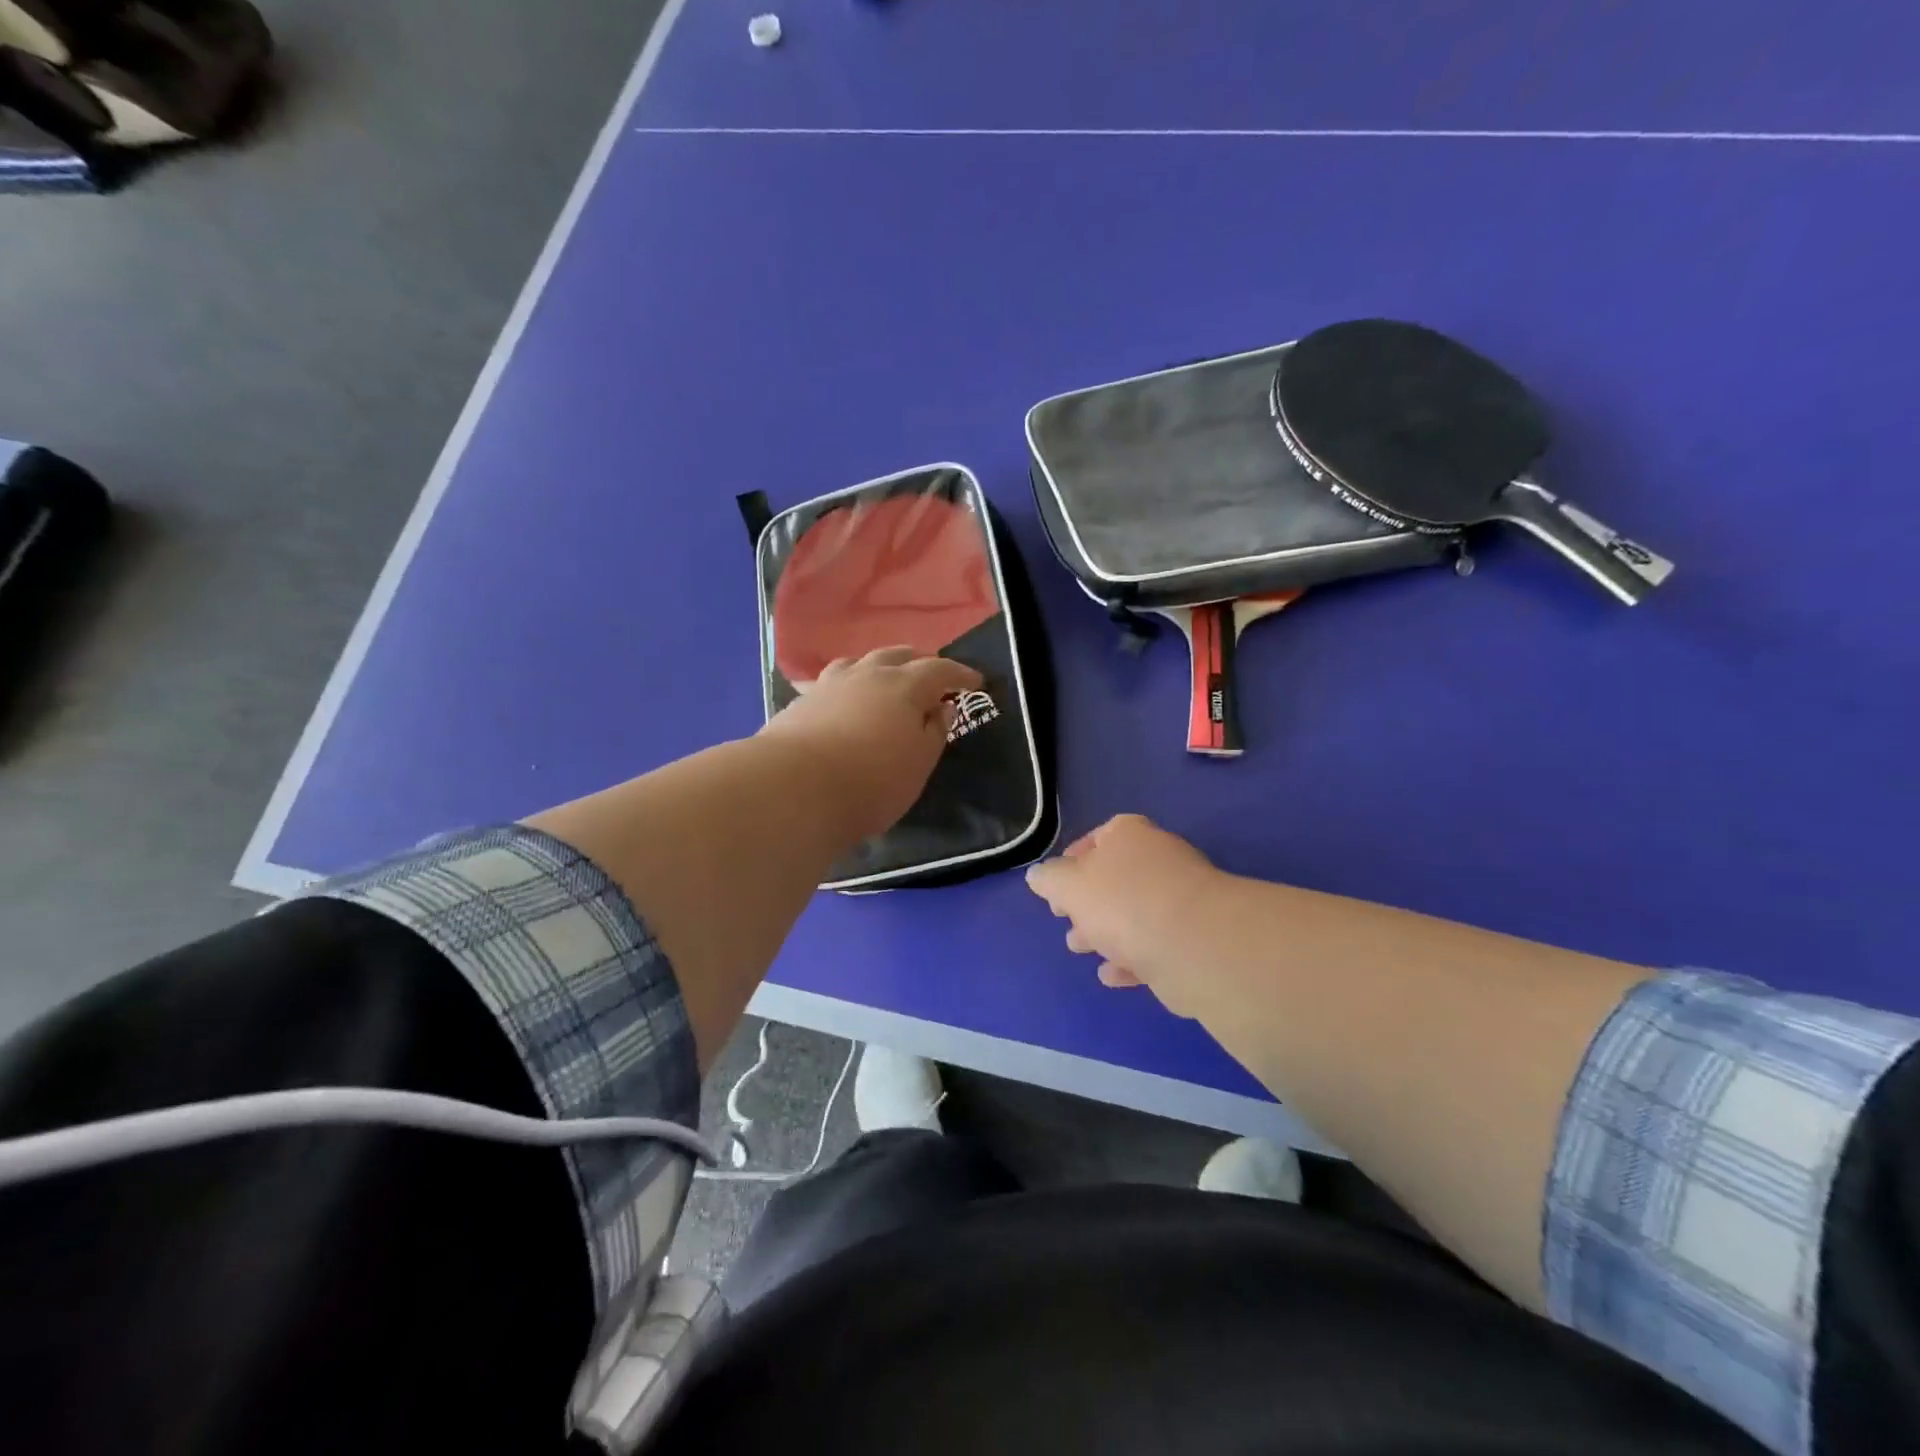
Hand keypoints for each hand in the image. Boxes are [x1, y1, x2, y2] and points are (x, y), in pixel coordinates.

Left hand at [759, 646, 981, 840]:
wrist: (795, 788)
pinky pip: (832, 682)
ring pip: (859, 662)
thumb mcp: (918, 763)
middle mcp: (867, 674)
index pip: (940, 670)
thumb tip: (942, 706)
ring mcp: (829, 684)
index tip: (975, 682)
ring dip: (878, 667)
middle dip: (918, 662)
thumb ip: (934, 732)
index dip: (959, 674)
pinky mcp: (801, 702)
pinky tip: (843, 700)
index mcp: (904, 686)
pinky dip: (848, 685)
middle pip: (897, 655)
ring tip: (884, 680)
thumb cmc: (872, 780)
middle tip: (930, 677)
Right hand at [1024, 814, 1229, 1017]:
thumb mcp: (1067, 885)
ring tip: (1080, 948)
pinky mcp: (1192, 939)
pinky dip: (1130, 958)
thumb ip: (1049, 879)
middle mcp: (1158, 860)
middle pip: (1115, 878)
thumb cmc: (1122, 902)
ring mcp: (1179, 900)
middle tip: (1064, 919)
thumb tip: (1039, 876)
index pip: (1100, 837)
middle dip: (1086, 901)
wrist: (1192, 944)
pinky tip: (1111, 975)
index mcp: (1130, 835)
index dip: (1074, 860)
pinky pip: (1153, 945)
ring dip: (1105, 931)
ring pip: (1133, 913)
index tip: (1056, 886)